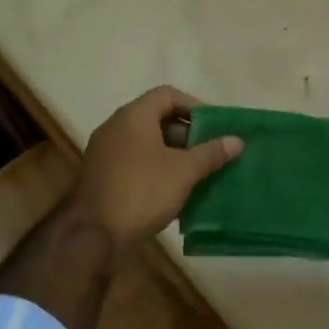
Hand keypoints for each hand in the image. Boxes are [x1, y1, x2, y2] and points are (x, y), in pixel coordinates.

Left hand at [67, 85, 242, 257]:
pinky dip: (156, 167)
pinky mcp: (102, 175)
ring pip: (146, 142)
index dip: (195, 105)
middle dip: (187, 132)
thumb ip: (211, 153)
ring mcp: (105, 152)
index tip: (215, 126)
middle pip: (156, 117)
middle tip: (210, 150)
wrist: (92, 234)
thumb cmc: (142, 191)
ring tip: (197, 171)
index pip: (167, 94)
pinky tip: (173, 188)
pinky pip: (135, 161)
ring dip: (173, 152)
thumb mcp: (184, 171)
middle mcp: (115, 127)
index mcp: (133, 116)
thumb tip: (236, 140)